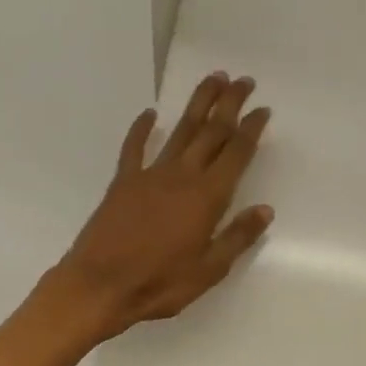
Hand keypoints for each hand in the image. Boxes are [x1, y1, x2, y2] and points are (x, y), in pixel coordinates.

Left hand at [47, 72, 274, 340]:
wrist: (100, 285)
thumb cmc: (158, 284)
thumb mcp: (208, 270)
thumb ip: (236, 238)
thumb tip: (265, 210)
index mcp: (207, 198)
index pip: (236, 154)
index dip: (251, 130)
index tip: (263, 109)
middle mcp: (181, 177)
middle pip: (211, 132)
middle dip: (229, 105)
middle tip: (243, 81)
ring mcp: (149, 176)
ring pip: (179, 131)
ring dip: (197, 104)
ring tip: (213, 80)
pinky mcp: (123, 183)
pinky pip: (134, 148)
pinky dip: (142, 129)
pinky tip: (150, 114)